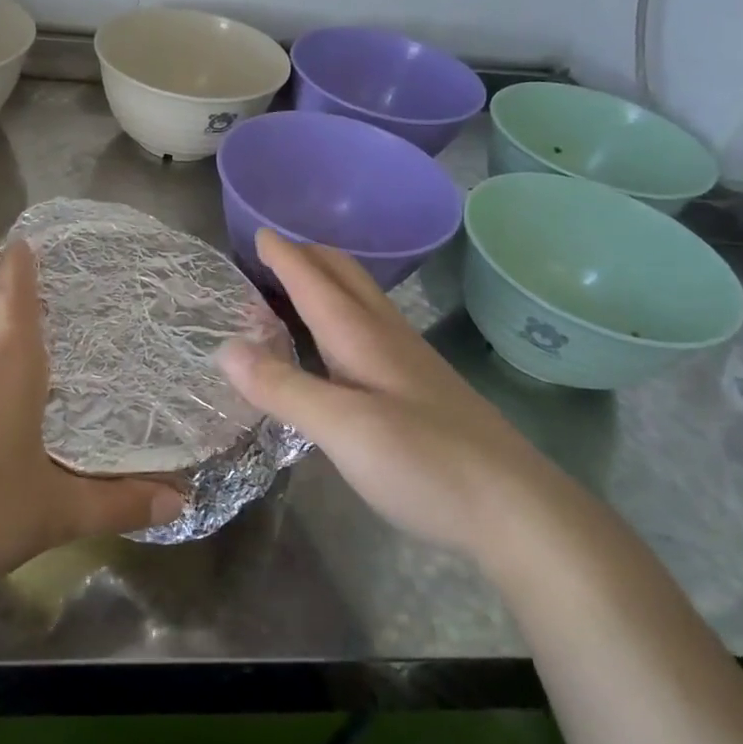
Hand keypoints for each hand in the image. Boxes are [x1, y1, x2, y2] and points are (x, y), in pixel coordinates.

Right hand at [219, 229, 548, 553]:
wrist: (518, 511)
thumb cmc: (426, 462)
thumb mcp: (343, 428)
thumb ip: (283, 387)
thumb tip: (224, 348)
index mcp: (363, 336)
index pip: (314, 280)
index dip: (284, 255)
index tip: (256, 233)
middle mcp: (387, 337)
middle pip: (345, 277)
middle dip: (308, 256)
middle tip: (272, 253)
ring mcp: (410, 363)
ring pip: (361, 301)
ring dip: (325, 283)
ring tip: (295, 288)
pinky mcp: (422, 390)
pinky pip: (370, 329)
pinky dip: (340, 315)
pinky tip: (337, 344)